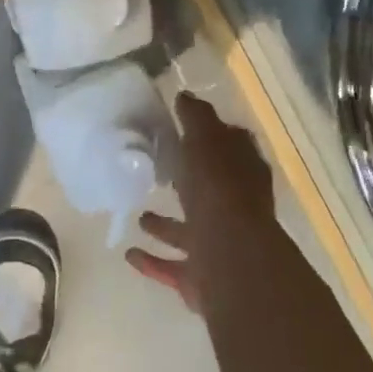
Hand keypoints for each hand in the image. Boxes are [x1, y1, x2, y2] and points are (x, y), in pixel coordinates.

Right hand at [127, 92, 276, 312]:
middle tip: (159, 172)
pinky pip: (172, 266)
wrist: (229, 257)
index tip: (183, 130)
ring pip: (190, 231)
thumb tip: (185, 96)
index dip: (210, 137)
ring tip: (140, 216)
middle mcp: (235, 208)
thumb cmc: (218, 191)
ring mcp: (219, 244)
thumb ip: (195, 119)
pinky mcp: (201, 275)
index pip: (230, 148)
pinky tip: (130, 254)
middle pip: (210, 191)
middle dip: (187, 183)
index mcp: (242, 173)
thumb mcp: (205, 141)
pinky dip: (153, 261)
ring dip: (167, 226)